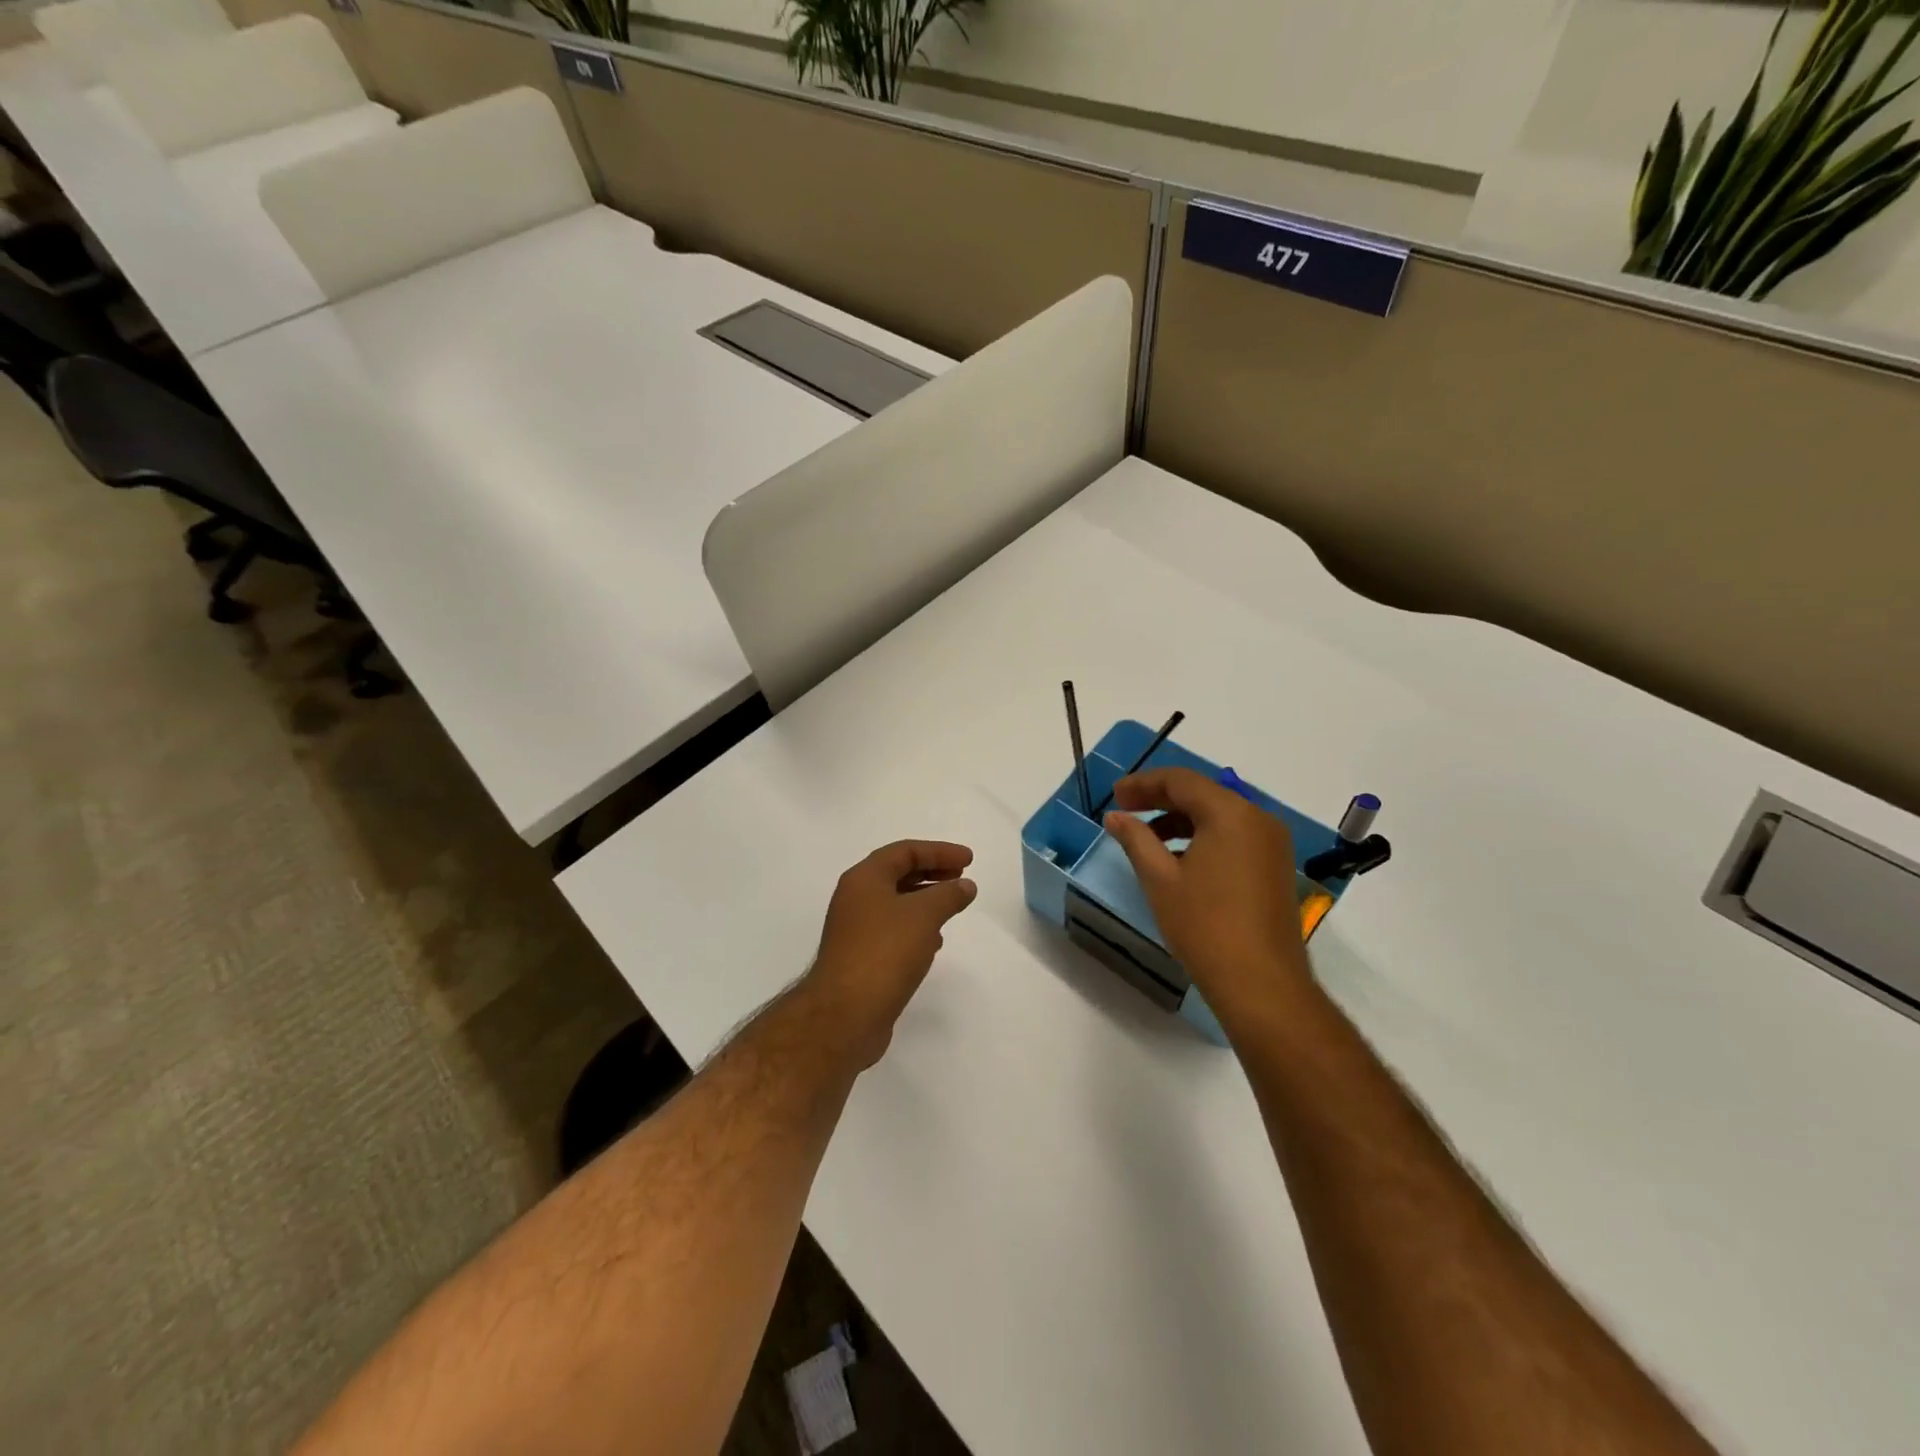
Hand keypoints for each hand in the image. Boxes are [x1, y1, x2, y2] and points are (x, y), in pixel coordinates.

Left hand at [805, 840, 977, 1068]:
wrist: (844, 1015)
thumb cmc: (884, 952)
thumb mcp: (924, 916)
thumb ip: (948, 895)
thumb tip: (965, 885)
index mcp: (864, 879)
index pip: (904, 851)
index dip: (939, 851)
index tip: (968, 860)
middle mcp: (855, 899)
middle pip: (898, 874)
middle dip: (932, 873)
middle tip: (962, 877)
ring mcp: (855, 930)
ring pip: (896, 904)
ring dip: (925, 901)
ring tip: (953, 907)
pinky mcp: (861, 958)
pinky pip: (893, 931)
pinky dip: (916, 928)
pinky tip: (934, 942)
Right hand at [1102, 768, 1310, 1024]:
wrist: (1262, 984)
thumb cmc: (1205, 926)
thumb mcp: (1160, 879)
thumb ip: (1136, 839)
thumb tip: (1115, 816)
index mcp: (1231, 813)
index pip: (1181, 781)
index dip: (1143, 784)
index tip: (1114, 796)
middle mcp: (1258, 819)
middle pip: (1203, 794)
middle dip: (1161, 799)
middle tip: (1125, 810)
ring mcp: (1272, 844)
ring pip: (1219, 816)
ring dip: (1181, 820)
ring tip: (1147, 839)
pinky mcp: (1275, 867)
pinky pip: (1234, 836)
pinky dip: (1203, 838)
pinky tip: (1178, 861)